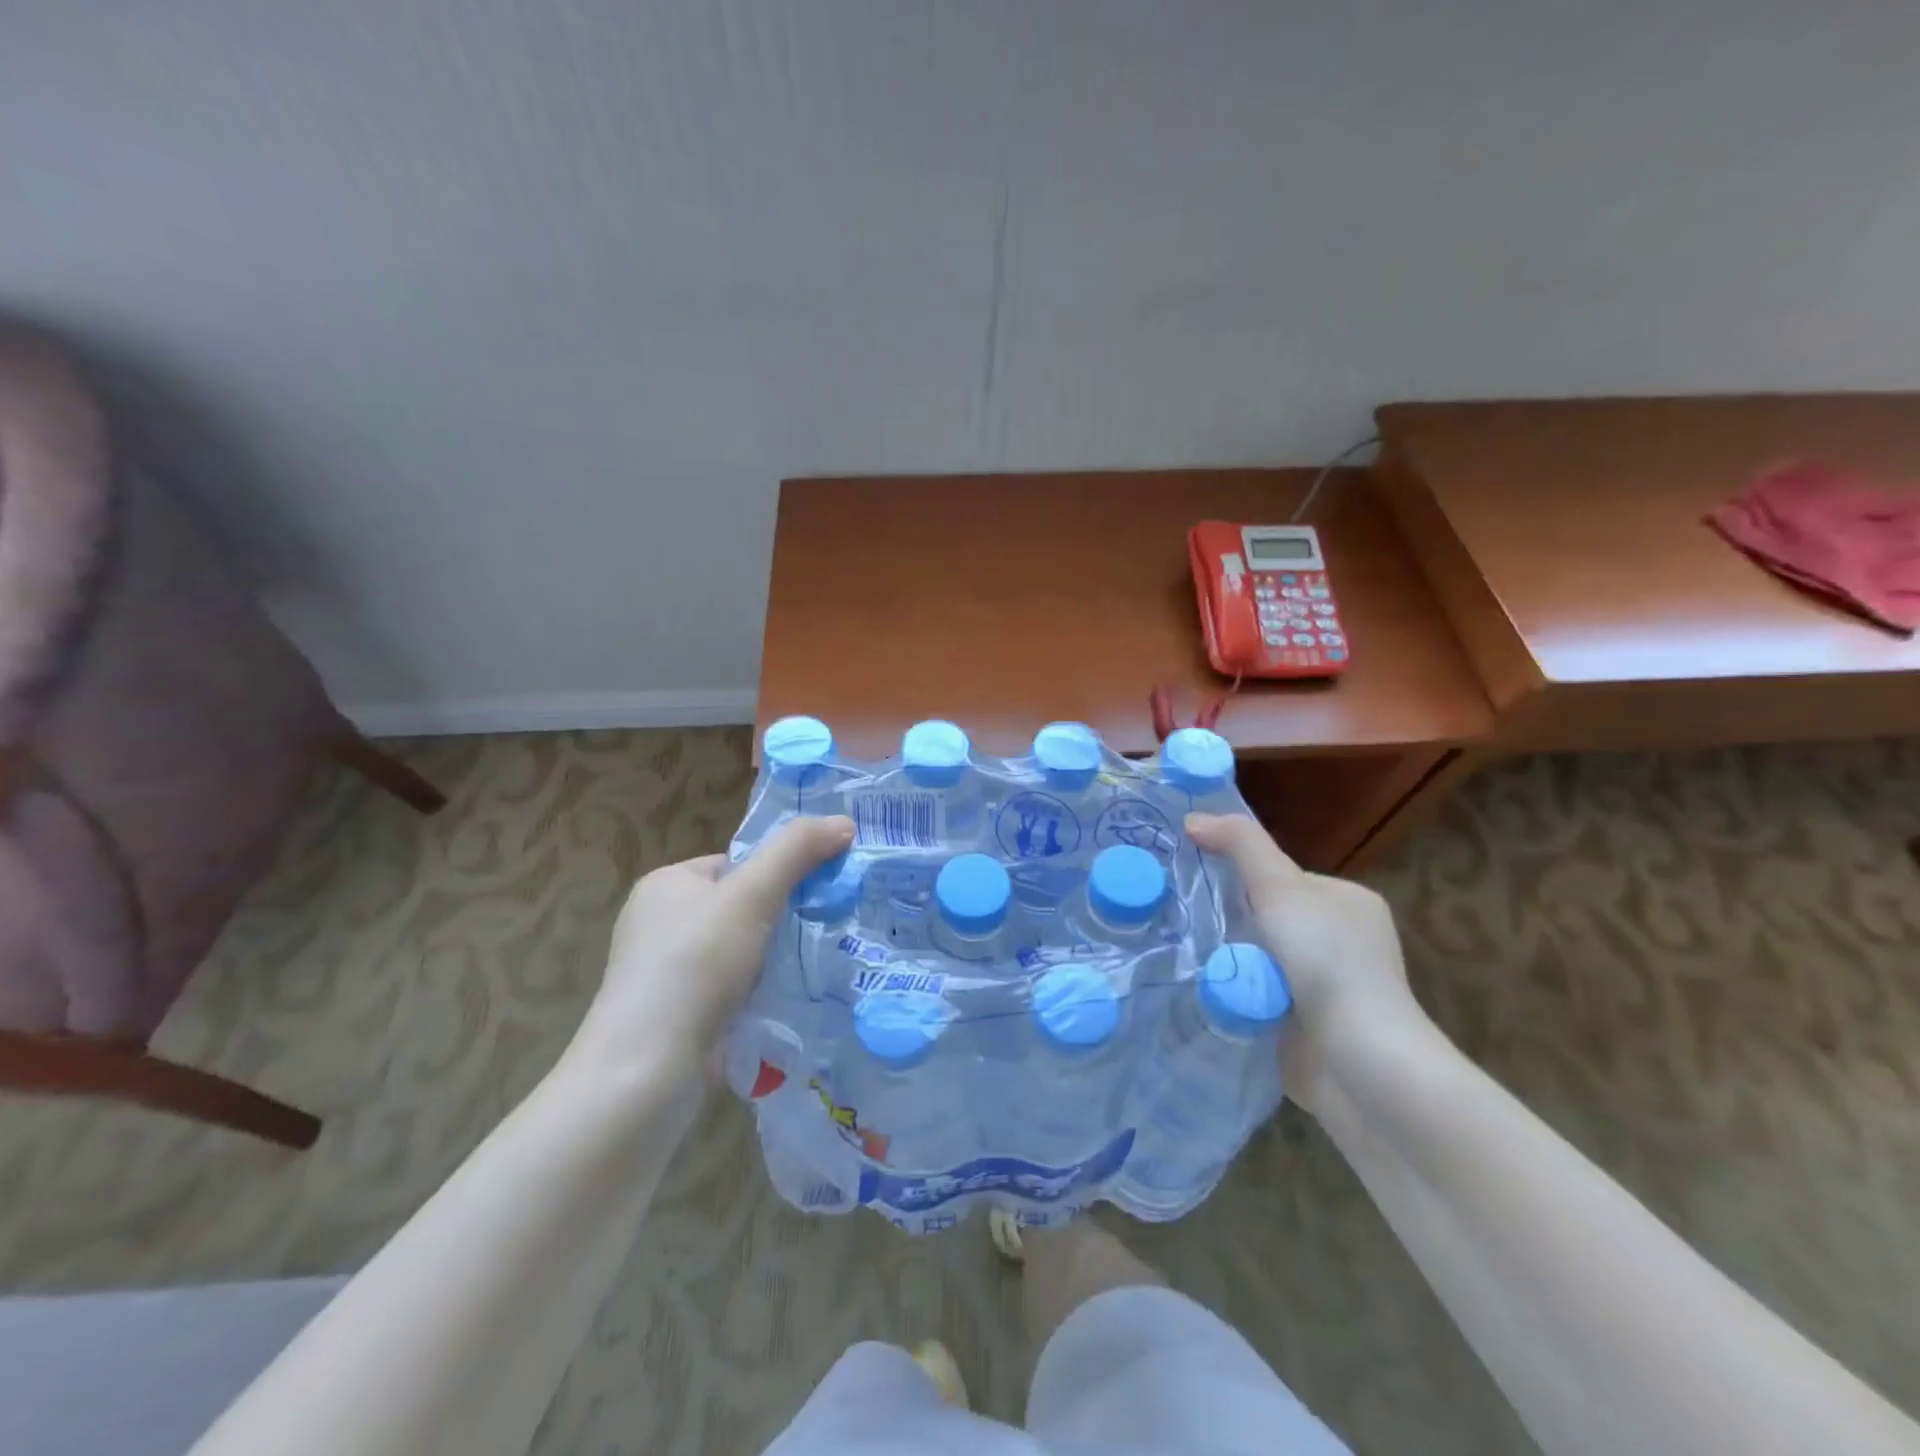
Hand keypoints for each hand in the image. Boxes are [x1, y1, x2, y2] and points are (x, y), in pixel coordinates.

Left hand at [564, 815, 855, 1085]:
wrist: (648, 1071)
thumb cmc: (695, 965)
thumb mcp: (752, 894)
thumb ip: (797, 851)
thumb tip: (845, 822)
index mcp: (667, 884)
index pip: (738, 863)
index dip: (781, 872)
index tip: (821, 891)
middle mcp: (661, 923)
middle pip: (743, 906)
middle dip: (784, 918)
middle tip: (827, 927)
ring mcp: (669, 972)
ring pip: (743, 949)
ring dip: (777, 957)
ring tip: (819, 963)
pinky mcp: (681, 1014)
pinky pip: (735, 987)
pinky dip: (762, 990)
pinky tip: (791, 998)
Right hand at [1185, 812, 1427, 1106]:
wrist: (1358, 1063)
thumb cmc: (1326, 962)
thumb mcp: (1281, 887)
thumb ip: (1240, 845)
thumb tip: (1193, 818)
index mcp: (1346, 902)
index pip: (1279, 877)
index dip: (1238, 876)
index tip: (1195, 882)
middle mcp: (1339, 941)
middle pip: (1263, 917)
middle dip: (1225, 921)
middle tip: (1181, 919)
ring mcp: (1323, 987)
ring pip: (1253, 958)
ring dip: (1224, 959)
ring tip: (1180, 954)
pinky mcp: (1303, 1026)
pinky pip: (1253, 995)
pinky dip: (1231, 993)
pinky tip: (1202, 989)